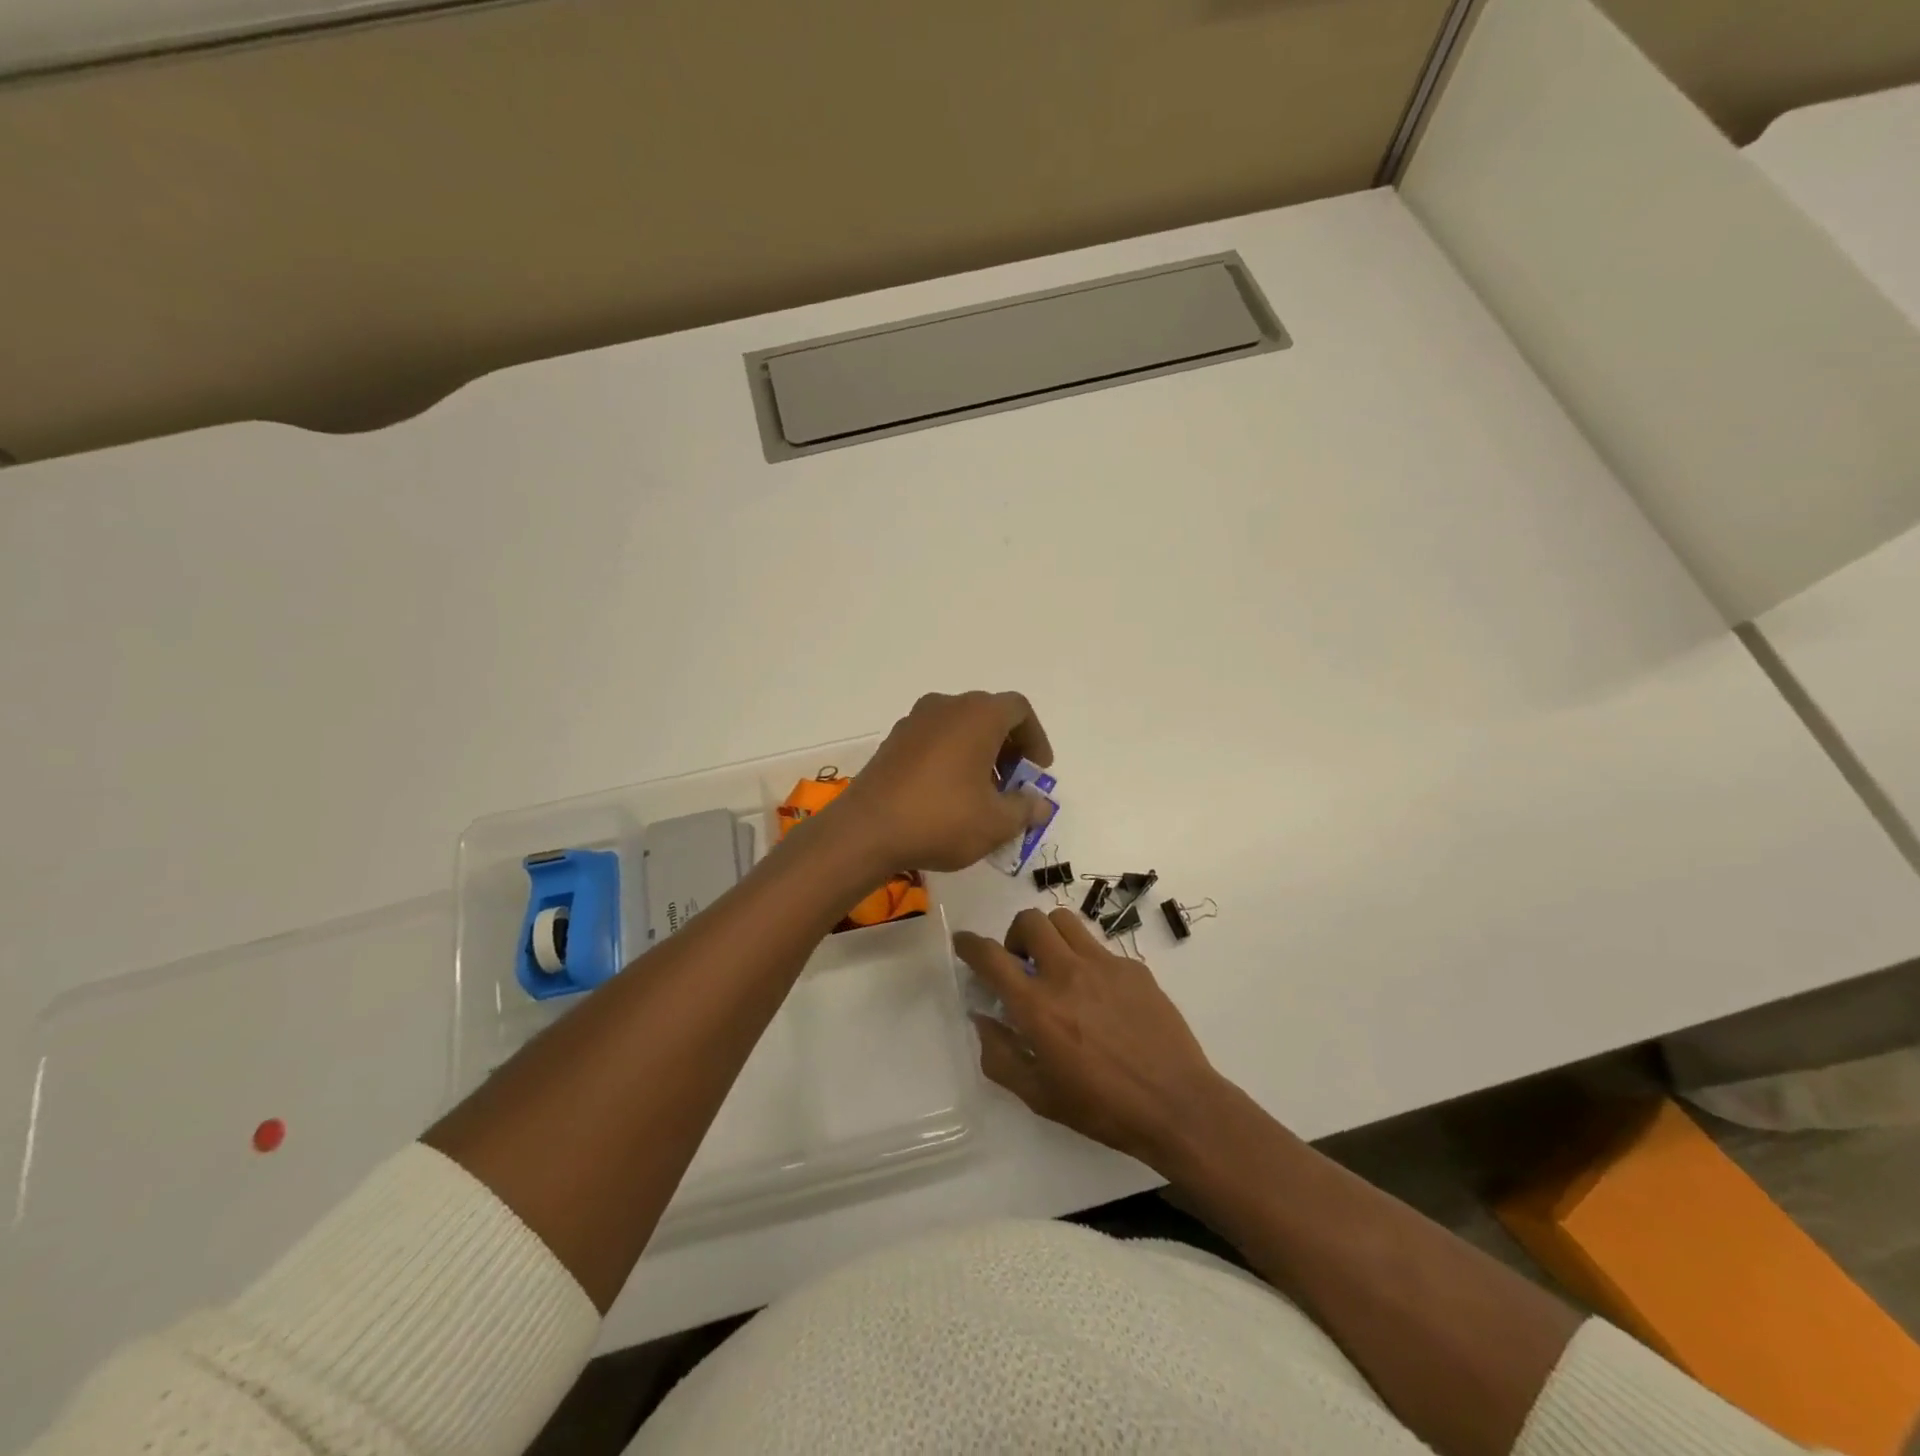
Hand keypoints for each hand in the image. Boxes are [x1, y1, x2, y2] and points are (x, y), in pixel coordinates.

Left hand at [831, 691, 1054, 873]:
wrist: (866, 831)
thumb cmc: (942, 819)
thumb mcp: (996, 822)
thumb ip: (1025, 809)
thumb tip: (1040, 805)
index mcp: (977, 715)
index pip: (1019, 710)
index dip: (1035, 739)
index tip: (1037, 772)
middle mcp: (945, 707)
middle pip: (988, 716)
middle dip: (1008, 749)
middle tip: (1013, 786)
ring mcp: (914, 722)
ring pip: (959, 728)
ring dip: (979, 755)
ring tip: (982, 796)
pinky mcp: (892, 742)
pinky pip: (934, 741)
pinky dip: (951, 759)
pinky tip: (949, 796)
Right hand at [955, 908, 1227, 1168]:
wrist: (1177, 1105)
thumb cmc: (1102, 1108)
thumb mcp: (1039, 1096)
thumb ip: (1000, 1055)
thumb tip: (983, 1019)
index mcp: (1037, 1006)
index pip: (991, 957)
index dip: (969, 944)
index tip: (963, 943)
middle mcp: (1067, 973)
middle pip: (1030, 920)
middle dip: (1015, 935)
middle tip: (1021, 964)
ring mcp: (1104, 965)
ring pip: (1065, 921)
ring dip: (1049, 936)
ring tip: (1056, 966)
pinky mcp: (1134, 968)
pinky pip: (1099, 947)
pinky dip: (1085, 959)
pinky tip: (1098, 994)